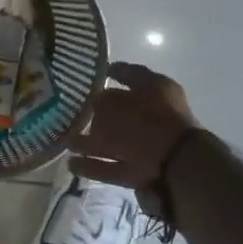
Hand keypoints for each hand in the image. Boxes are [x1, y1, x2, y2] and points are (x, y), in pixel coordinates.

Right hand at [69, 62, 199, 190]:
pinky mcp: (143, 171)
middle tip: (72, 113)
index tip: (88, 75)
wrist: (176, 164)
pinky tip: (72, 165)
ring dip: (90, 143)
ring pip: (115, 141)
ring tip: (66, 143)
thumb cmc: (147, 119)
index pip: (130, 75)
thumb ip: (102, 100)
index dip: (111, 72)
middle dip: (98, 113)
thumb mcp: (116, 102)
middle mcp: (154, 115)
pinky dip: (93, 166)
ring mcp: (149, 145)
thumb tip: (94, 104)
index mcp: (156, 89)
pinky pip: (113, 166)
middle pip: (121, 111)